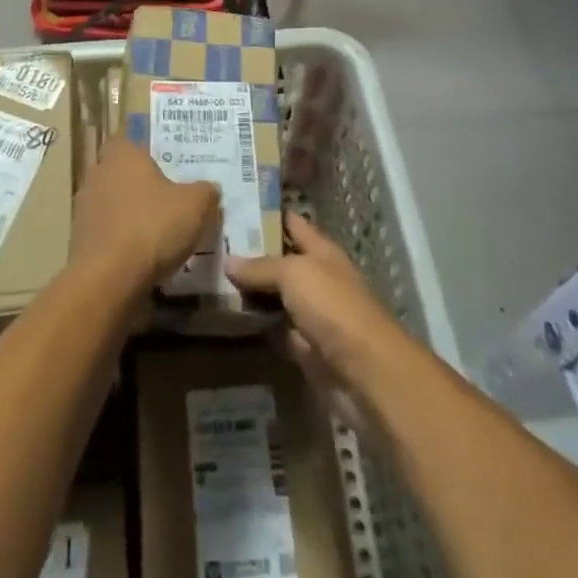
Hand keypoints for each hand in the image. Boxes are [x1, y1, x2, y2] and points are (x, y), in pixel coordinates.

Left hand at [72, 138, 219, 290]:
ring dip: (128, 215)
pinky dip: (119, 241)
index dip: (143, 153)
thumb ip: (205, 191)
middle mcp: (97, 175)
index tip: (163, 168)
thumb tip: (209, 189)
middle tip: (166, 200)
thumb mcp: (196, 206)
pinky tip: (140, 257)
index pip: (126, 141)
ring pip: (110, 203)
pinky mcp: (78, 241)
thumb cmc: (153, 227)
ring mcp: (83, 209)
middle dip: (138, 185)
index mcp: (121, 156)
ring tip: (156, 233)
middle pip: (118, 173)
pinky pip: (104, 233)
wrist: (109, 279)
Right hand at [228, 213, 399, 415]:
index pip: (293, 224)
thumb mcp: (294, 274)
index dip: (269, 214)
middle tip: (214, 245)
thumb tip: (228, 261)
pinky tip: (229, 317)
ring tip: (214, 278)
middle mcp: (317, 279)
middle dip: (252, 255)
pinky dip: (257, 325)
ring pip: (276, 296)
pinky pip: (275, 329)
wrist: (364, 371)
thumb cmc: (333, 306)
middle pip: (281, 261)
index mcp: (322, 252)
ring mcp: (311, 315)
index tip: (237, 207)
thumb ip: (261, 267)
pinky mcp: (304, 348)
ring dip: (251, 291)